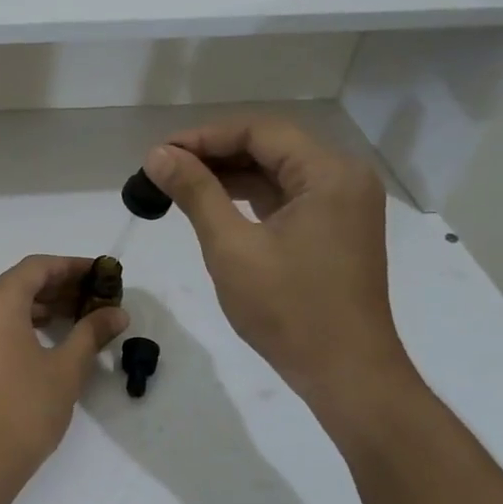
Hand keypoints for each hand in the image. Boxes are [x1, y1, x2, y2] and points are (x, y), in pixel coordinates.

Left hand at [0, 255, 128, 494]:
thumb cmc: (25, 410)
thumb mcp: (66, 369)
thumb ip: (91, 333)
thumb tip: (116, 313)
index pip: (37, 267)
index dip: (71, 267)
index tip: (99, 274)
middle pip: (17, 283)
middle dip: (56, 287)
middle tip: (92, 298)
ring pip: (0, 305)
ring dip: (36, 306)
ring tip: (73, 318)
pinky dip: (14, 323)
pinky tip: (40, 338)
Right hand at [144, 118, 411, 409]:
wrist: (344, 372)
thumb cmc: (288, 309)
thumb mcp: (231, 247)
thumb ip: (195, 193)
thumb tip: (157, 155)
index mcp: (329, 173)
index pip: (259, 131)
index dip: (204, 137)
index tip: (159, 154)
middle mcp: (343, 178)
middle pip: (270, 146)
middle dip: (214, 154)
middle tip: (162, 169)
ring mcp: (342, 205)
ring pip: (276, 172)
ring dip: (228, 175)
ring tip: (178, 185)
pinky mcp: (334, 229)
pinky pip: (286, 197)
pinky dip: (248, 197)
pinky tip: (212, 204)